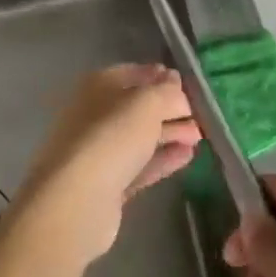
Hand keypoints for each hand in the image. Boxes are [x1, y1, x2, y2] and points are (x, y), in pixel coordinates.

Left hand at [17, 64, 202, 263]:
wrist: (74, 203)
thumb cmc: (111, 138)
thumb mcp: (147, 104)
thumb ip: (167, 92)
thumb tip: (177, 86)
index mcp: (99, 86)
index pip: (135, 73)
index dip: (162, 78)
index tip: (189, 87)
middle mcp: (96, 114)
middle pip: (139, 107)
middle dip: (170, 109)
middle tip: (200, 116)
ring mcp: (100, 152)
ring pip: (141, 137)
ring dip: (171, 134)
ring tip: (200, 137)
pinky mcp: (107, 186)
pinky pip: (140, 165)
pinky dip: (163, 159)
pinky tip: (188, 156)